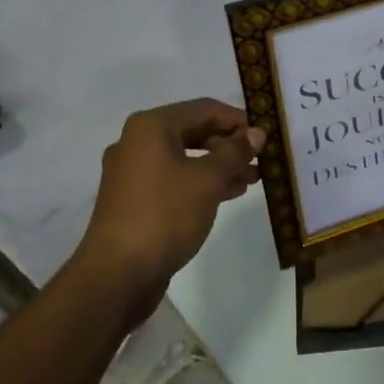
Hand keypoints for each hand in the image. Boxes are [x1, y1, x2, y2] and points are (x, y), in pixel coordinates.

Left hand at [77, 98, 263, 322]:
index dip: (238, 120)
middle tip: (261, 158)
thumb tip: (257, 131)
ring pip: (185, 158)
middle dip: (229, 145)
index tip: (266, 136)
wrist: (117, 274)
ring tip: (253, 178)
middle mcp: (137, 142)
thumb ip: (235, 152)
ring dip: (219, 165)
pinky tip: (228, 193)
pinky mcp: (135, 199)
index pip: (204, 109)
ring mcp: (133, 172)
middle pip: (193, 131)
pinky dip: (201, 182)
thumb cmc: (164, 215)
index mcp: (151, 127)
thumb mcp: (207, 180)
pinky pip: (174, 179)